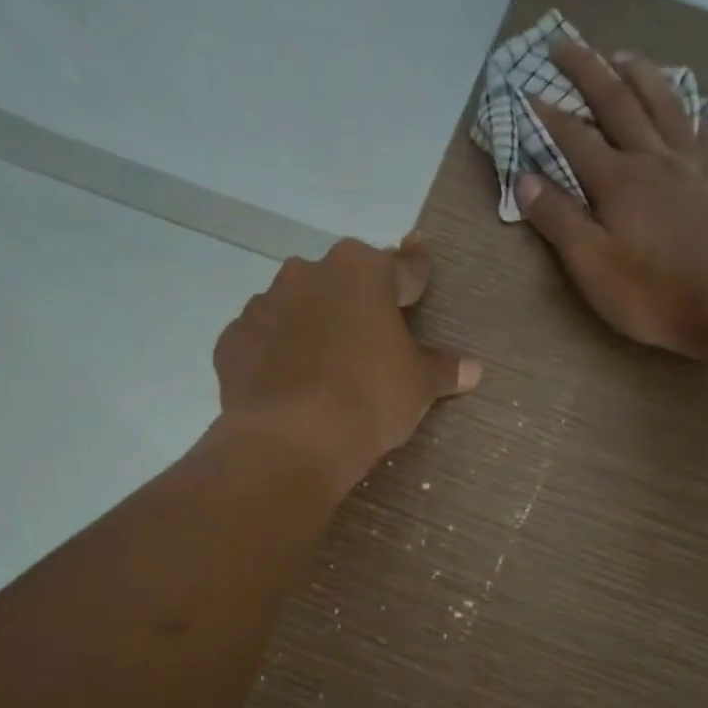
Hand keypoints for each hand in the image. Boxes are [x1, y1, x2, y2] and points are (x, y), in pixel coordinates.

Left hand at [214, 235, 479, 494]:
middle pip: (343, 281)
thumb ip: (444, 368)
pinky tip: (288, 382)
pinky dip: (276, 353)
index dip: (415, 277)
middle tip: (372, 337)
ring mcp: (264, 303)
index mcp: (362, 271)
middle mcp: (309, 273)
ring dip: (313, 324)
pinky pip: (264, 339)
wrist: (292, 440)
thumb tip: (473, 368)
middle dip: (357, 302)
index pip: (402, 267)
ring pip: (298, 306)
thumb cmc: (369, 398)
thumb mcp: (419, 385)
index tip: (419, 279)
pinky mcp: (234, 339)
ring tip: (325, 365)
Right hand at [518, 40, 707, 359]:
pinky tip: (686, 107)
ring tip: (622, 54)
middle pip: (618, 101)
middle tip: (565, 43)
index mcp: (617, 179)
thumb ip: (556, 218)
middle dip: (588, 69)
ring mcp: (692, 164)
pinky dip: (689, 110)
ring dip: (639, 73)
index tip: (526, 90)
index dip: (548, 113)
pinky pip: (704, 129)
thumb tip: (523, 178)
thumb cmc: (649, 292)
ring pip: (664, 102)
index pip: (574, 136)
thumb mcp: (589, 264)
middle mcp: (653, 158)